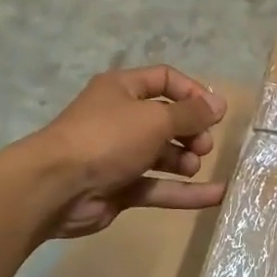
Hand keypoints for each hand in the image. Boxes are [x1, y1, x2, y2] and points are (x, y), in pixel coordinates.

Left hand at [25, 67, 228, 239]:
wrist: (56, 188)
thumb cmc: (107, 138)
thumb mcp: (154, 118)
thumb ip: (190, 113)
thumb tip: (220, 104)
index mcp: (122, 89)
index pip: (165, 79)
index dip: (192, 93)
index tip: (215, 112)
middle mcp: (121, 118)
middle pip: (167, 119)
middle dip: (191, 130)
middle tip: (204, 145)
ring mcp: (120, 155)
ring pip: (163, 154)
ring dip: (185, 159)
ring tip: (194, 165)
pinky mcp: (120, 187)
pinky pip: (158, 186)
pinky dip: (184, 192)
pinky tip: (216, 196)